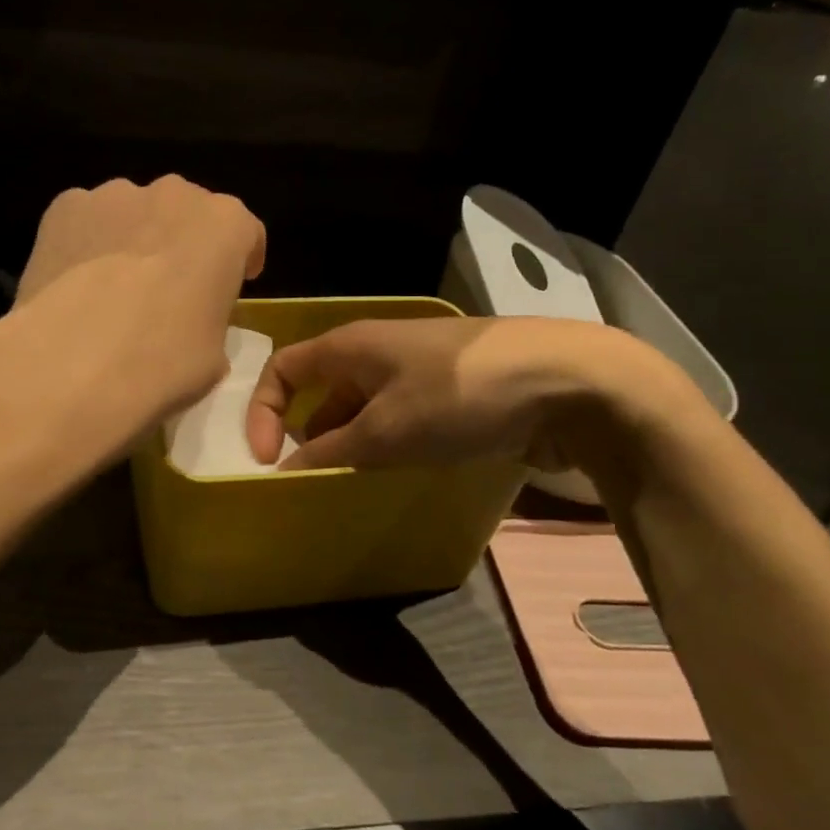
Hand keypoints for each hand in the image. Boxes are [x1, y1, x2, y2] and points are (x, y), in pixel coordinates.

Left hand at [0, 176, 265, 472]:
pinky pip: (86, 220)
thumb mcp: (215, 355)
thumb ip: (210, 319)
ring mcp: (116, 195)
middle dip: (183, 244)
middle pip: (187, 214)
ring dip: (133, 239)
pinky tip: (74, 283)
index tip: (231, 287)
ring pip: (134, 213)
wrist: (74, 363)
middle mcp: (175, 194)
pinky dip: (86, 242)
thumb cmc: (163, 361)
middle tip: (169, 290)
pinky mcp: (65, 206)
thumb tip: (188, 323)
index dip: (240, 261)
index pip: (246, 233)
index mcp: (226, 225)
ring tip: (113, 290)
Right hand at [245, 315, 694, 475]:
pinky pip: (399, 416)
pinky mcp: (451, 391)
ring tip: (352, 484)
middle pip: (322, 390)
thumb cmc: (459, 394)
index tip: (268, 460)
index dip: (262, 410)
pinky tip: (398, 472)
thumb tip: (284, 472)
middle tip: (309, 480)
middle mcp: (377, 350)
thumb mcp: (386, 429)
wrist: (566, 380)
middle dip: (306, 434)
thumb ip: (330, 453)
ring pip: (362, 407)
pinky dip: (386, 444)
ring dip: (349, 444)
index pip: (283, 368)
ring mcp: (418, 369)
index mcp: (350, 345)